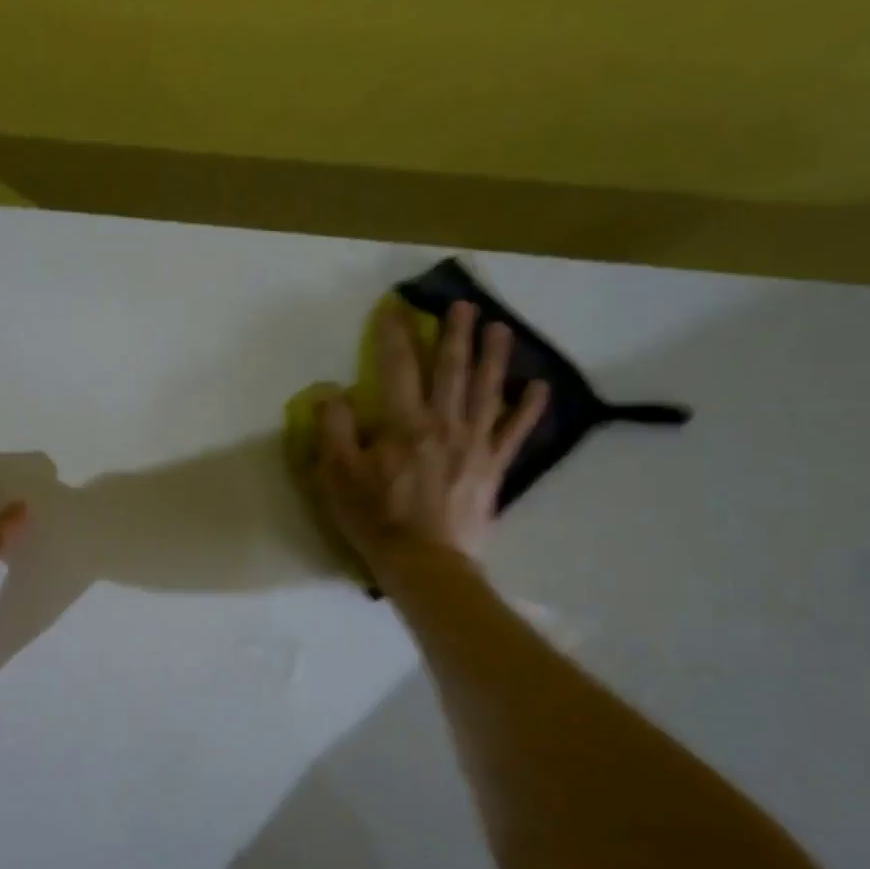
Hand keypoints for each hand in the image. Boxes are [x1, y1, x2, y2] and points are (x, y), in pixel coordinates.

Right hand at [308, 300, 547, 581]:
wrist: (426, 563)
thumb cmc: (376, 518)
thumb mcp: (338, 475)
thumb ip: (334, 430)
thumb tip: (332, 393)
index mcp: (404, 422)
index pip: (397, 366)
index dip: (394, 334)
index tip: (394, 307)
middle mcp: (444, 422)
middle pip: (451, 369)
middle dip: (455, 334)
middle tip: (463, 305)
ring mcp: (475, 443)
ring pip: (486, 390)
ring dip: (494, 356)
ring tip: (500, 328)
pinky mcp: (494, 467)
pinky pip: (515, 432)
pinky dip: (528, 409)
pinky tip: (538, 387)